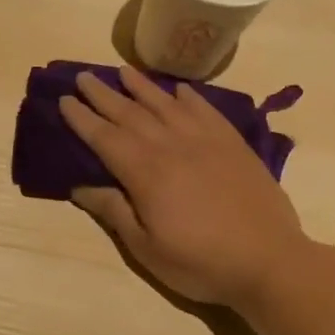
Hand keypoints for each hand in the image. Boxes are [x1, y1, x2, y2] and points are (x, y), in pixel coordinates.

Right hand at [60, 66, 305, 309]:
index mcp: (146, 173)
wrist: (270, 261)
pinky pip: (206, 110)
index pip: (105, 138)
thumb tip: (80, 188)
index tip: (64, 100)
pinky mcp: (233, 145)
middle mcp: (172, 146)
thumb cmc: (200, 263)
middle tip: (83, 77)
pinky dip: (189, 97)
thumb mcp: (146, 248)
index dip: (82, 119)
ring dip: (141, 87)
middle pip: (130, 114)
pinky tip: (179, 90)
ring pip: (166, 105)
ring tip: (123, 71)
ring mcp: (206, 141)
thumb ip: (114, 212)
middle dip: (103, 95)